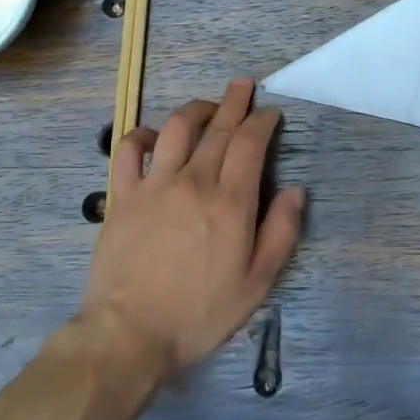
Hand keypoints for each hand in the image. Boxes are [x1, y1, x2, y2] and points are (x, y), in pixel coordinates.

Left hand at [80, 79, 305, 380]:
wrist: (129, 334)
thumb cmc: (199, 314)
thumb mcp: (256, 284)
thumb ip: (281, 233)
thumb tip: (295, 191)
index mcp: (230, 202)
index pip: (250, 143)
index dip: (263, 121)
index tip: (270, 112)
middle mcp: (194, 181)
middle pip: (218, 128)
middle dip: (235, 101)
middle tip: (244, 85)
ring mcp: (154, 185)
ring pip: (177, 128)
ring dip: (197, 109)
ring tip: (209, 106)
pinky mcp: (124, 195)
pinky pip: (129, 150)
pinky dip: (144, 135)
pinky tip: (155, 137)